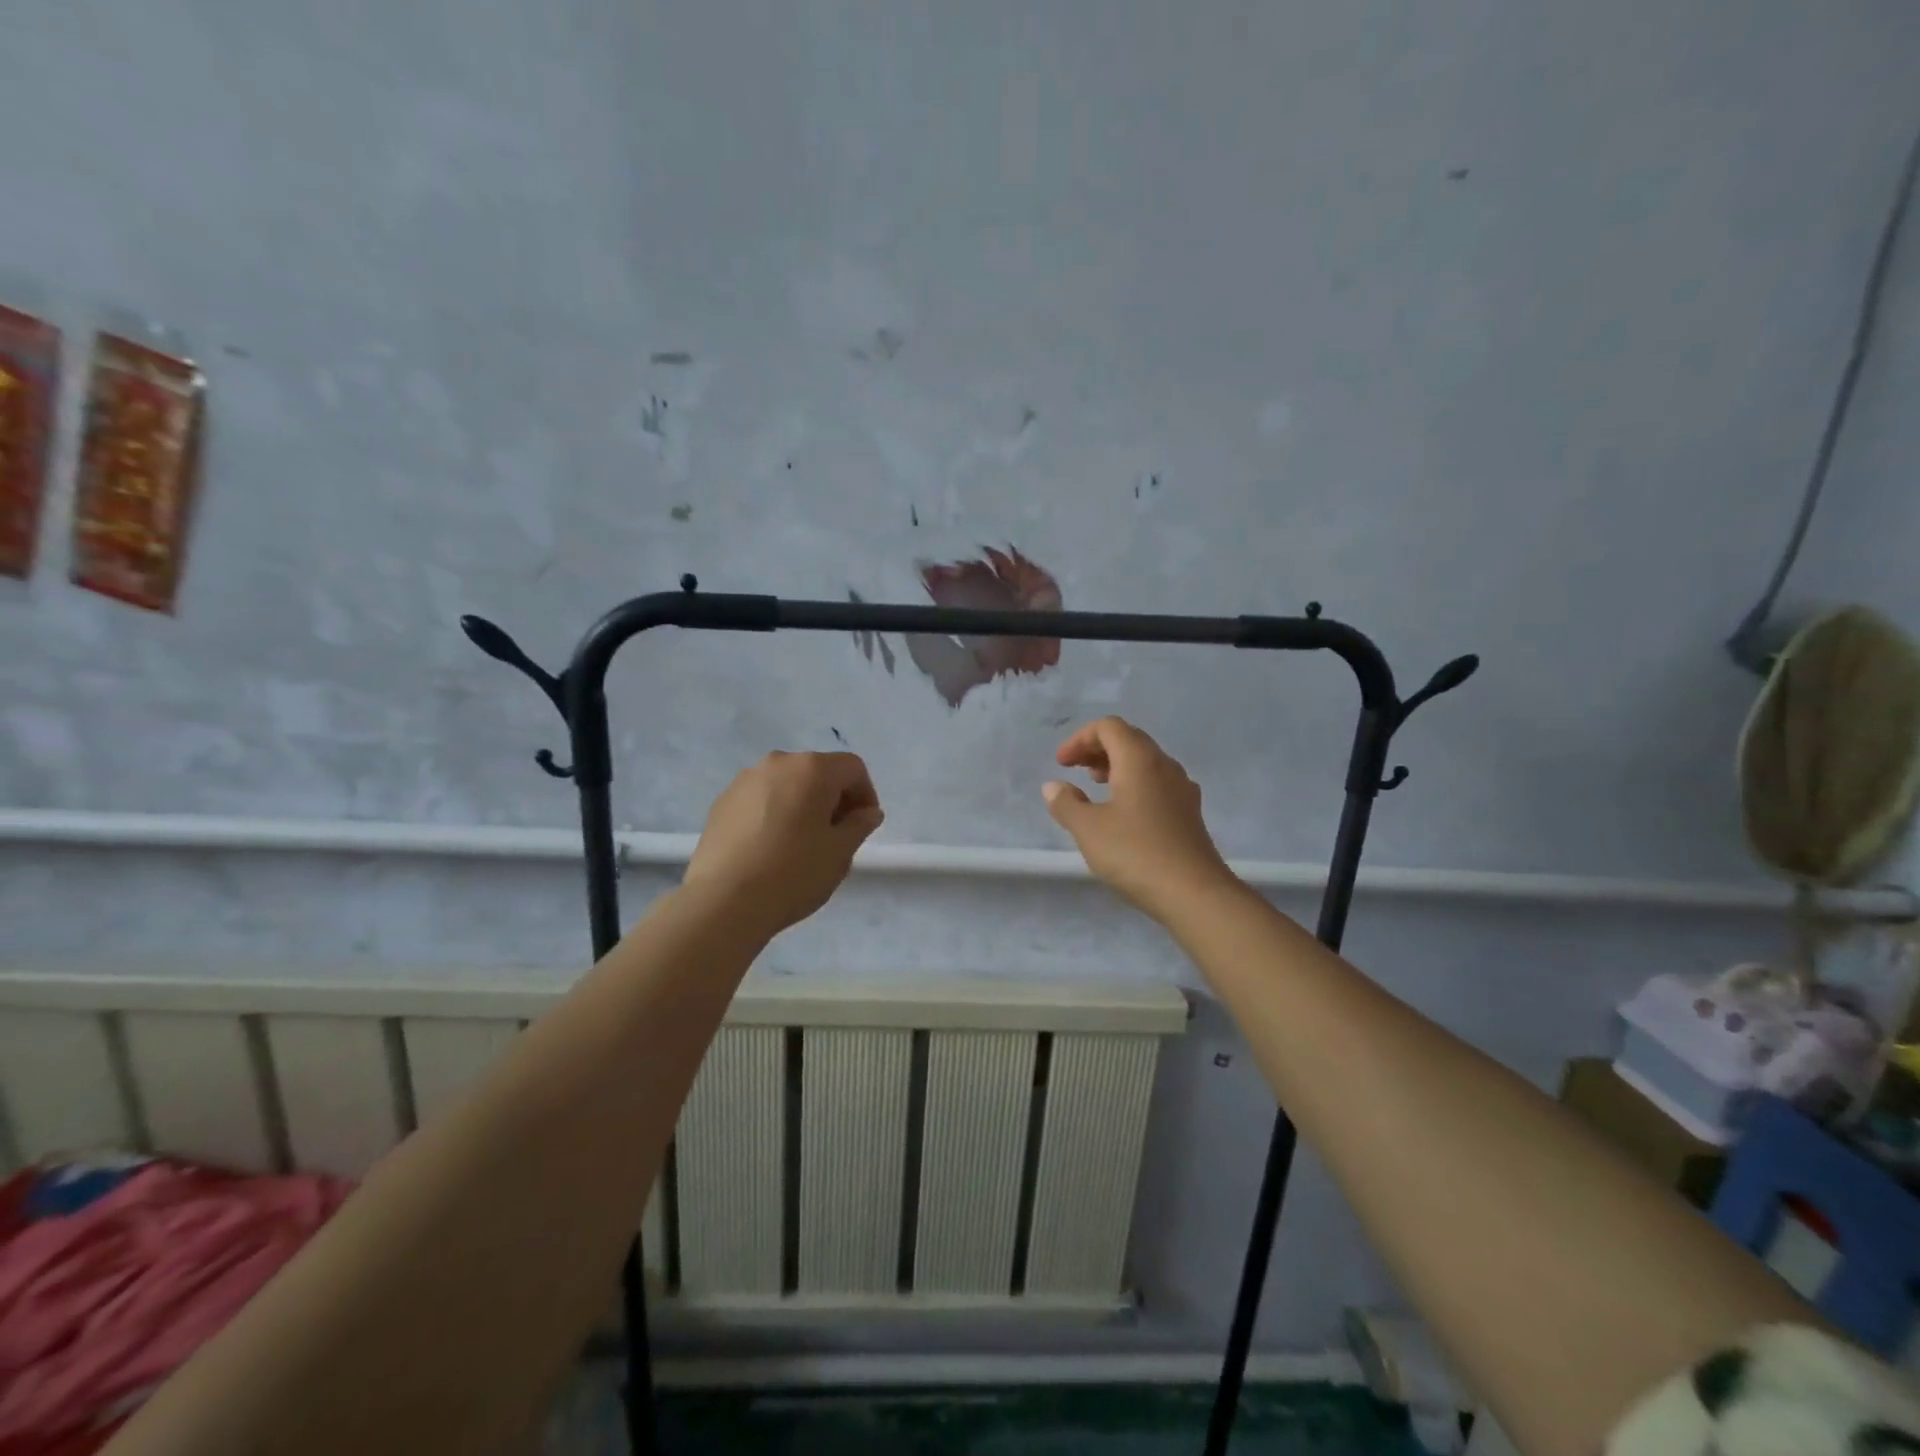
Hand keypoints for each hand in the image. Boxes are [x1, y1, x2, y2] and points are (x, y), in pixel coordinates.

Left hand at [682, 751, 883, 934]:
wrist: (723, 901)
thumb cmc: (793, 873)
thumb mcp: (840, 852)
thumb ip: (860, 825)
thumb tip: (868, 812)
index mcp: (812, 769)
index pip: (852, 768)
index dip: (866, 794)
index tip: (863, 827)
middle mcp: (778, 763)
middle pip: (818, 772)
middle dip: (833, 799)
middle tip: (836, 837)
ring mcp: (744, 781)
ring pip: (787, 785)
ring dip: (802, 806)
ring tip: (801, 845)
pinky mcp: (722, 802)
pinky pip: (761, 799)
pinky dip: (774, 814)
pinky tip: (770, 849)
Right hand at [1043, 717, 1238, 922]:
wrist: (1194, 894)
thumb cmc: (1135, 853)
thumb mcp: (1088, 829)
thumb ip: (1066, 803)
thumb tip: (1053, 786)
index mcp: (1139, 760)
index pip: (1109, 727)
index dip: (1080, 739)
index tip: (1061, 764)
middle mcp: (1164, 765)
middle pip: (1129, 739)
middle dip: (1098, 749)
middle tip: (1075, 770)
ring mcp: (1182, 789)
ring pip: (1146, 762)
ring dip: (1117, 766)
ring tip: (1096, 788)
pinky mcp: (1189, 813)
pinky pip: (1158, 783)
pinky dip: (1134, 785)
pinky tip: (1124, 813)